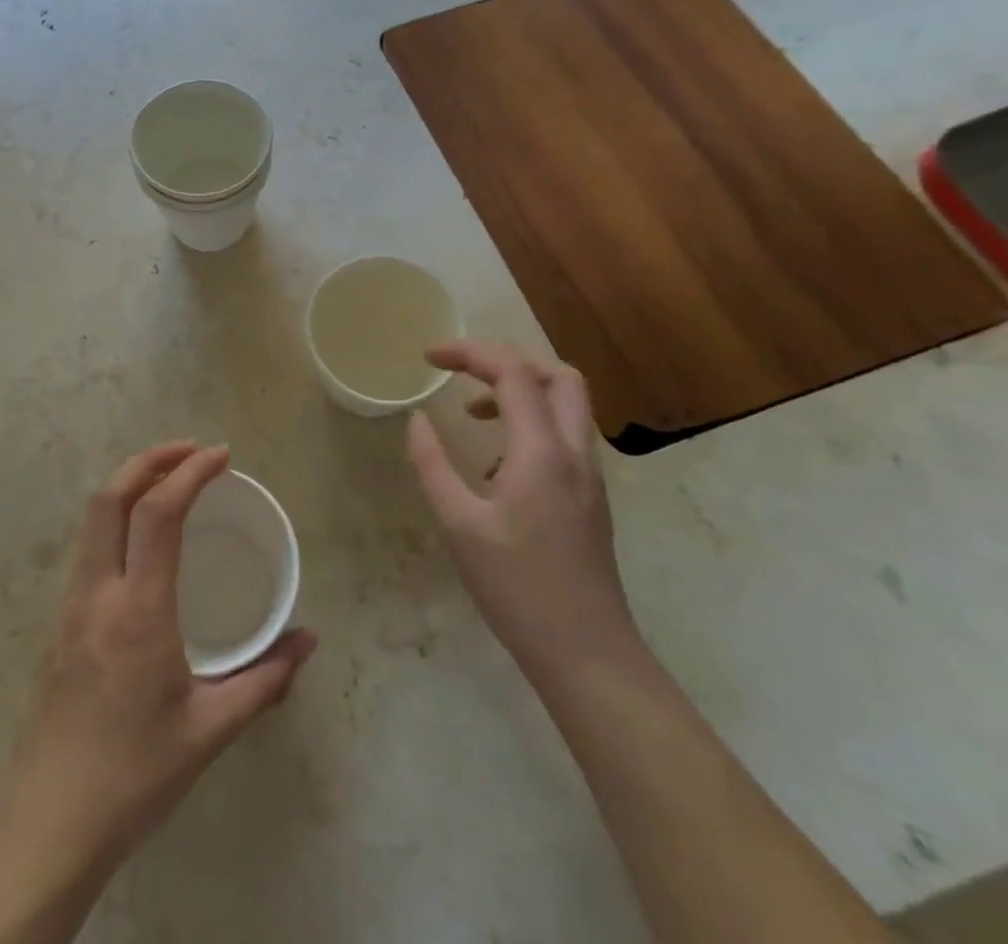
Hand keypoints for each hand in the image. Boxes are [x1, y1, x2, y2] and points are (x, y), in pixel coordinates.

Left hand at [0, 442, 317, 874]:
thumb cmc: (136, 773)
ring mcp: (70, 603)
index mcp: (139, 610)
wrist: (51, 821)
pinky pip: (87, 546)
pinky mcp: (59, 620)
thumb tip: (308, 640)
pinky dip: (114, 516)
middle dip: (149, 459)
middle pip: (111, 496)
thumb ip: (265, 679)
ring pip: (92, 518)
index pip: (158, 514)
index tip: (220, 455)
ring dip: (128, 484)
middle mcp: (98, 592)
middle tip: (190, 451)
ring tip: (167, 480)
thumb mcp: (210, 730)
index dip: (190, 473)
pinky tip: (139, 536)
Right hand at [406, 342, 635, 680]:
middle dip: (508, 359)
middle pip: (557, 374)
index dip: (469, 352)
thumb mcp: (459, 525)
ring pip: (568, 404)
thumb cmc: (517, 589)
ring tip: (475, 410)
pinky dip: (532, 422)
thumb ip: (432, 465)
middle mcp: (574, 452)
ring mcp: (589, 476)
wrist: (588, 655)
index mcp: (541, 451)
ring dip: (522, 390)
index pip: (512, 372)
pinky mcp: (590, 498)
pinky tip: (497, 462)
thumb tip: (417, 421)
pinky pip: (565, 435)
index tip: (428, 357)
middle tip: (464, 370)